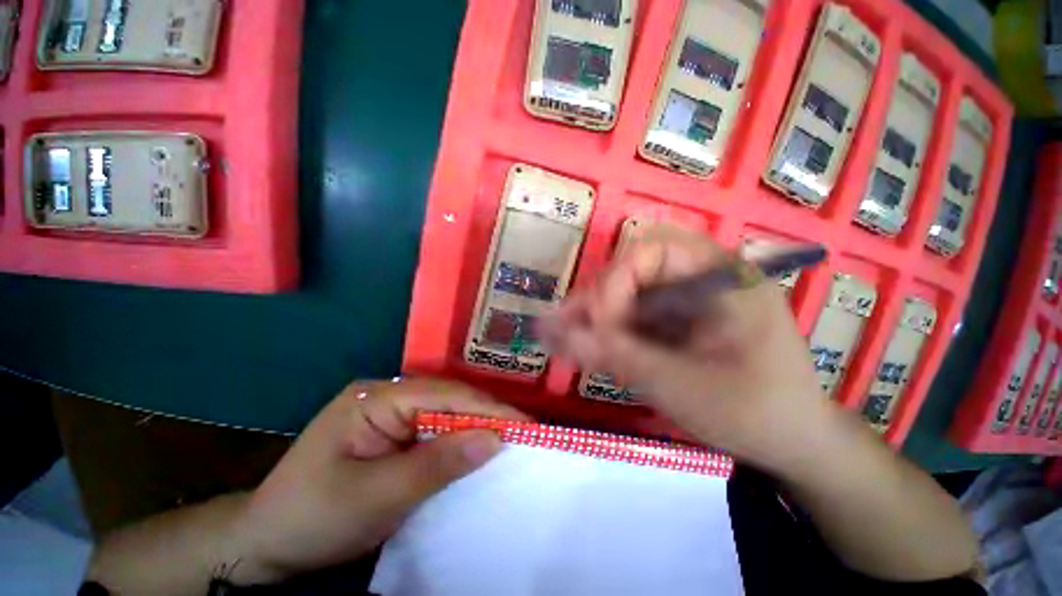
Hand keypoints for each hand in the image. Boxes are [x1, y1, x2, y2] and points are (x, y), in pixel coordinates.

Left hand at [226, 378, 528, 584]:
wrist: (267, 543)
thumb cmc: (313, 516)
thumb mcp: (376, 496)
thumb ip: (437, 464)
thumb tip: (494, 439)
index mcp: (377, 396)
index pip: (445, 394)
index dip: (488, 409)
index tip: (526, 425)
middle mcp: (388, 395)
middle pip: (449, 400)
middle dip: (487, 417)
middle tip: (525, 434)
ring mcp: (390, 413)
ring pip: (446, 414)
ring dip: (476, 429)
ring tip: (511, 440)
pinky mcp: (394, 433)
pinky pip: (436, 431)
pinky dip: (459, 442)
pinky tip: (478, 450)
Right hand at [542, 226, 830, 471]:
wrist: (791, 441)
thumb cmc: (755, 414)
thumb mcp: (684, 387)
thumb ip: (619, 357)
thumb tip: (558, 337)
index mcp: (723, 278)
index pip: (654, 249)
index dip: (616, 280)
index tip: (599, 324)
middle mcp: (702, 276)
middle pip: (634, 267)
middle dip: (598, 297)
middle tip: (568, 327)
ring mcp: (687, 297)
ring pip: (627, 290)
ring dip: (595, 313)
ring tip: (564, 337)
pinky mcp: (676, 318)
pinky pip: (633, 312)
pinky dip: (607, 329)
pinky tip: (587, 345)